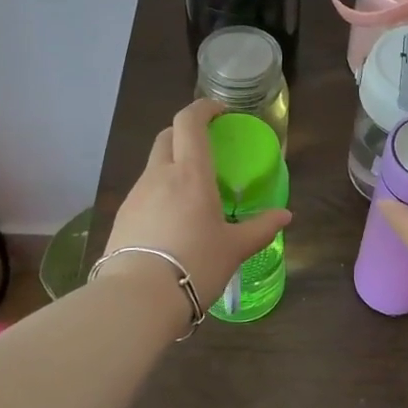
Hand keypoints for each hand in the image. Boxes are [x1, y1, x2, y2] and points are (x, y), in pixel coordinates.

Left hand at [98, 99, 290, 322]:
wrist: (137, 298)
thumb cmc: (195, 264)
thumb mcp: (234, 248)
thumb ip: (261, 228)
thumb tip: (285, 216)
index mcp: (190, 173)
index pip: (189, 122)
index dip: (204, 108)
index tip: (221, 112)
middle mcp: (159, 175)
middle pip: (167, 136)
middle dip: (185, 131)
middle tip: (207, 146)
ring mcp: (136, 195)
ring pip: (154, 165)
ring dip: (172, 164)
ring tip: (192, 191)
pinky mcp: (122, 217)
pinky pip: (144, 192)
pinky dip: (160, 192)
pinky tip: (172, 219)